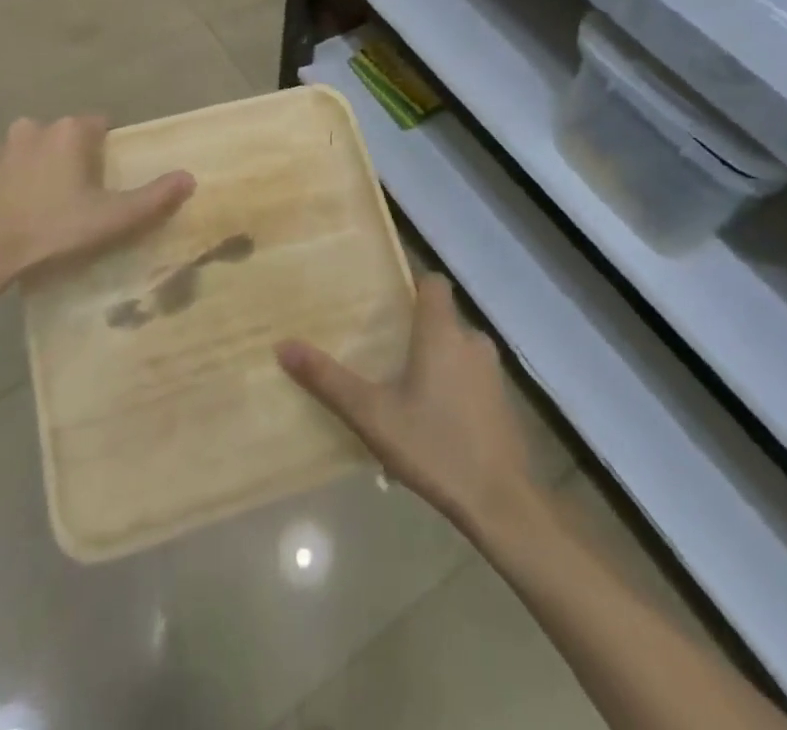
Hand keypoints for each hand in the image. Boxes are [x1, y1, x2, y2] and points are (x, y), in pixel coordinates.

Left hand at [0, 116, 194, 323]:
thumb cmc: (53, 228)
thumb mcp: (112, 217)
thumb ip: (154, 196)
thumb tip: (190, 177)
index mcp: (71, 131)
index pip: (102, 124)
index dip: (109, 149)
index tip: (110, 177)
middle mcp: (37, 126)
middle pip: (68, 134)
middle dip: (77, 155)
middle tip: (83, 192)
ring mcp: (3, 144)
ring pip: (36, 145)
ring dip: (44, 161)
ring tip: (51, 198)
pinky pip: (7, 162)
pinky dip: (16, 174)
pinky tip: (20, 201)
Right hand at [277, 274, 539, 538]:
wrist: (500, 502)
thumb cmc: (434, 446)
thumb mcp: (372, 415)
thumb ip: (328, 380)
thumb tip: (283, 346)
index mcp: (442, 332)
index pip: (434, 283)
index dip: (413, 286)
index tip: (387, 302)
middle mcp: (472, 341)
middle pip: (443, 318)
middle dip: (417, 330)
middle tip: (384, 352)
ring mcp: (492, 372)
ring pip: (458, 350)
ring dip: (436, 361)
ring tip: (404, 389)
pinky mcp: (503, 402)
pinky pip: (471, 378)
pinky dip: (454, 386)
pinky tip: (433, 420)